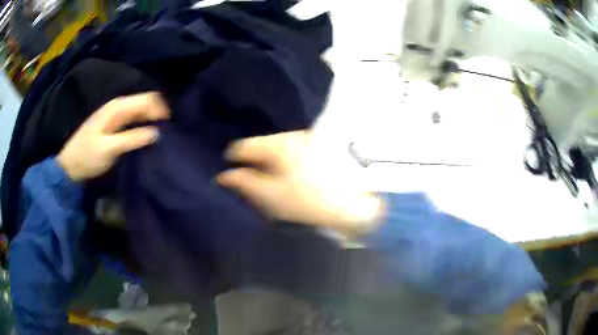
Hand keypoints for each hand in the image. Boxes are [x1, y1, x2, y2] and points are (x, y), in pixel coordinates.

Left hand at [57, 92, 169, 181]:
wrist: (70, 165)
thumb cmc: (87, 157)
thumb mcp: (109, 149)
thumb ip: (132, 138)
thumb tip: (157, 133)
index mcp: (118, 107)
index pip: (148, 99)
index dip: (162, 110)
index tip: (171, 128)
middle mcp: (119, 105)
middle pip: (147, 102)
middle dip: (160, 114)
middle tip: (170, 133)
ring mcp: (117, 114)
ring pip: (142, 110)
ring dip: (153, 120)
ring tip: (163, 135)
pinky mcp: (115, 123)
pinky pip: (136, 118)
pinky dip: (145, 124)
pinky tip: (149, 135)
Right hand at [217, 131, 382, 236]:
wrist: (356, 202)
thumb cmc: (309, 201)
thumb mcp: (271, 196)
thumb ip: (244, 183)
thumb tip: (224, 175)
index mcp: (277, 144)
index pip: (242, 146)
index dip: (233, 160)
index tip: (233, 174)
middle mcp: (292, 134)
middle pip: (261, 144)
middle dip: (252, 160)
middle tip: (252, 180)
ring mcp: (309, 138)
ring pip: (278, 146)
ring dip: (270, 160)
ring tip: (272, 178)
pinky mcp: (321, 145)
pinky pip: (293, 149)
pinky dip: (286, 160)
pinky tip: (291, 174)